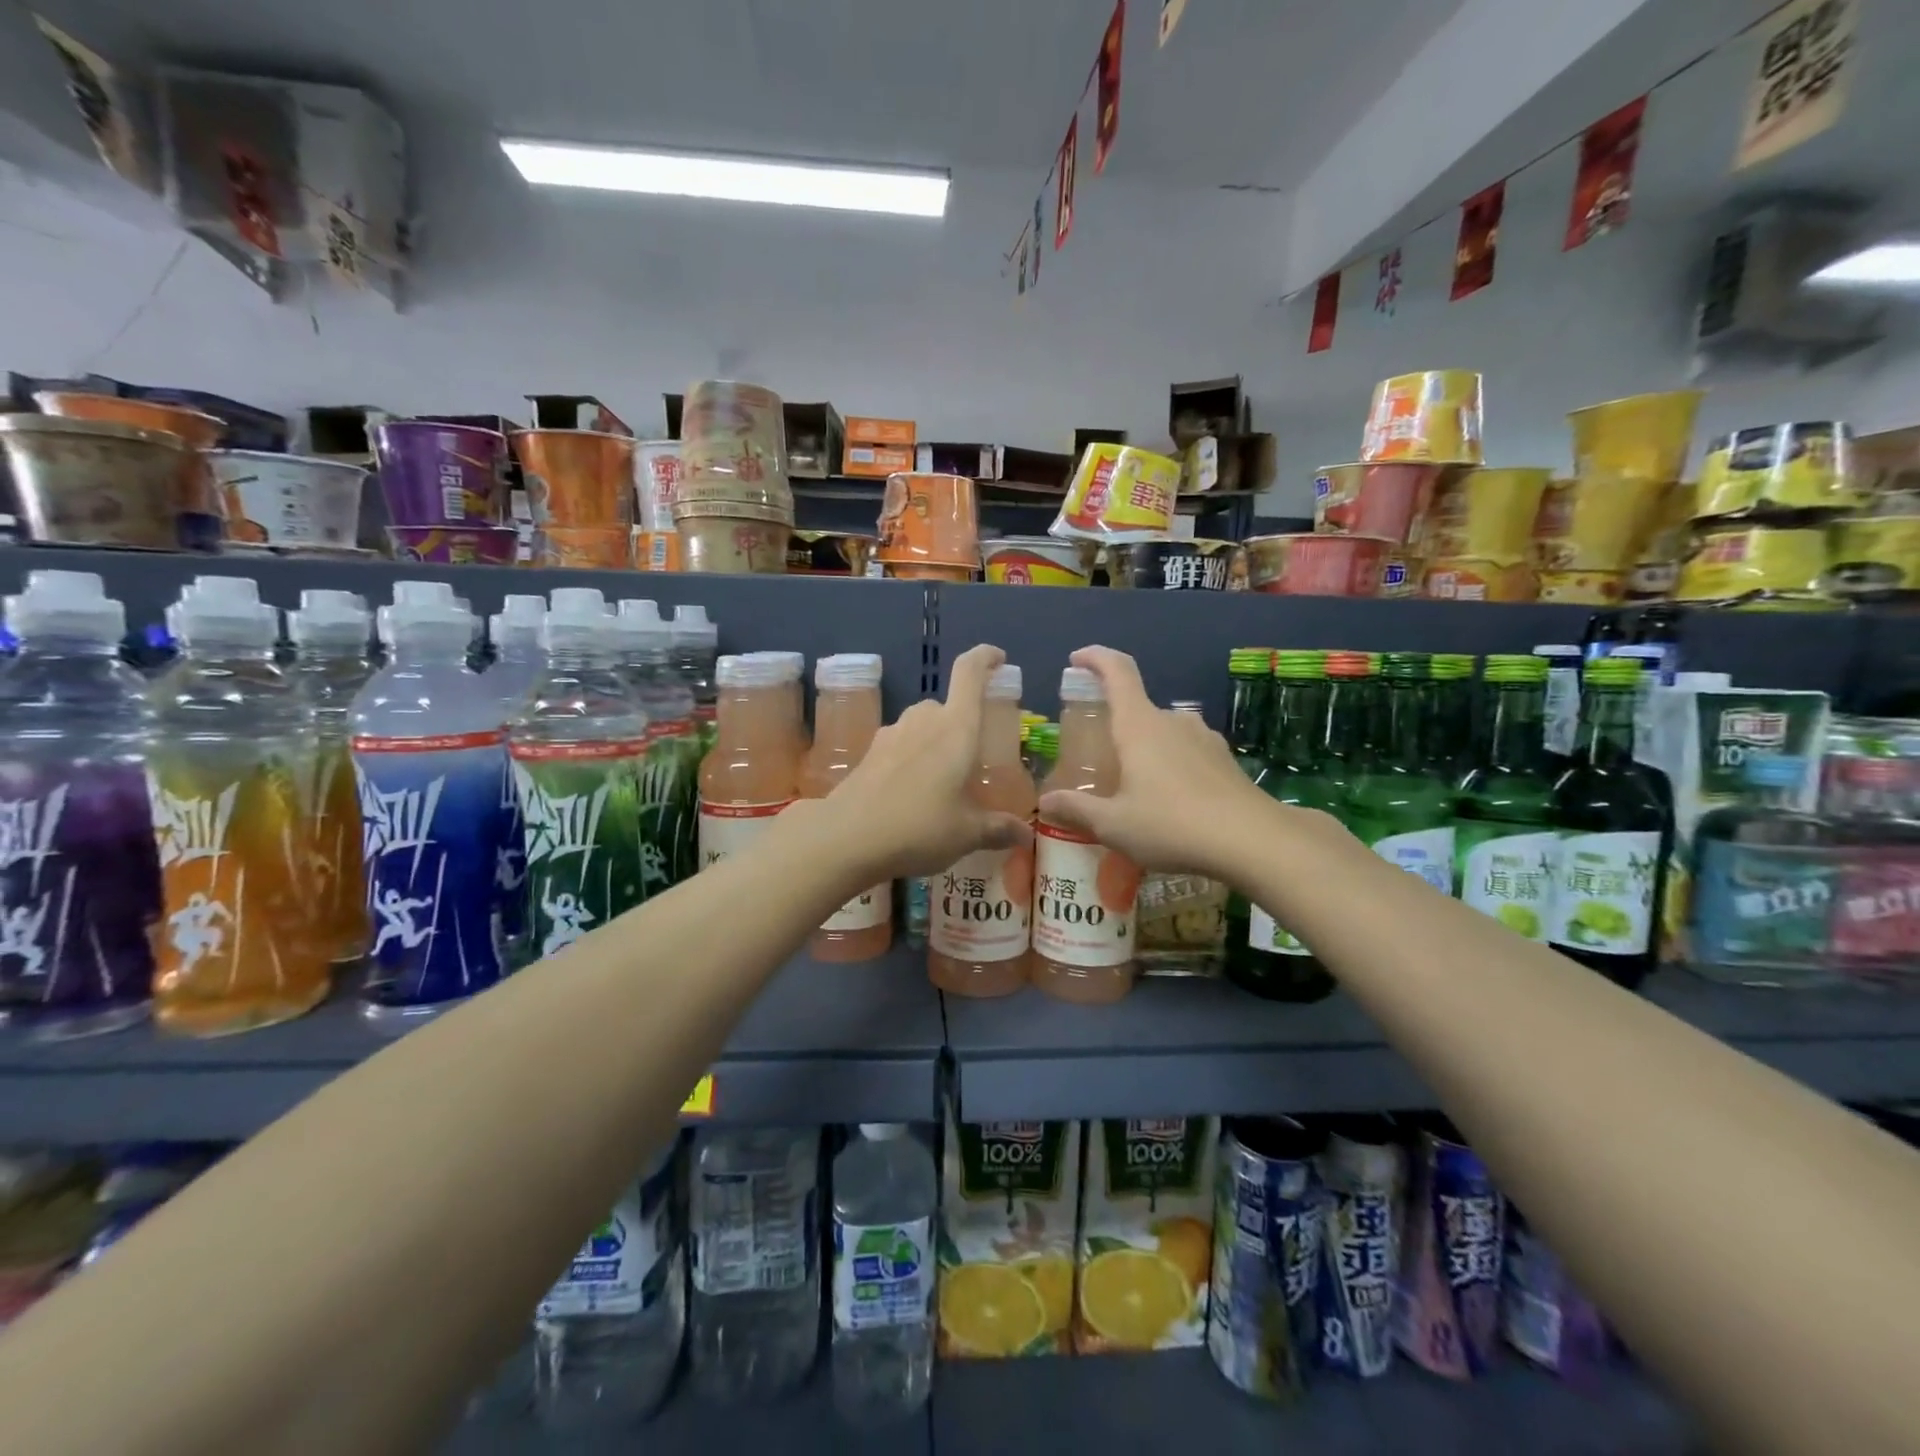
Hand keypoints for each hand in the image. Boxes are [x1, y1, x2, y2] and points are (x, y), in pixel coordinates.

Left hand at [808, 644, 1031, 880]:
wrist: (846, 839)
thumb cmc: (919, 827)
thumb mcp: (967, 833)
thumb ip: (998, 829)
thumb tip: (1025, 834)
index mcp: (956, 728)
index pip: (969, 672)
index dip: (985, 657)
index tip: (998, 659)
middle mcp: (923, 721)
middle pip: (947, 705)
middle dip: (961, 724)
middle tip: (972, 757)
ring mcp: (891, 735)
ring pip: (921, 726)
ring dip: (935, 743)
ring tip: (943, 780)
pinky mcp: (868, 754)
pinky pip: (900, 745)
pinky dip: (912, 759)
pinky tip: (912, 793)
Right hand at [1036, 645, 1279, 877]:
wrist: (1254, 841)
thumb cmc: (1172, 825)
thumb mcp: (1114, 825)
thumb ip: (1077, 810)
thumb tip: (1044, 802)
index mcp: (1140, 725)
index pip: (1117, 672)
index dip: (1095, 658)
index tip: (1077, 659)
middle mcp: (1172, 721)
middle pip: (1137, 708)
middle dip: (1115, 726)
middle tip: (1098, 760)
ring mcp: (1203, 738)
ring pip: (1163, 732)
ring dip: (1144, 748)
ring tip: (1133, 785)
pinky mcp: (1224, 759)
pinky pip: (1186, 750)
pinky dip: (1170, 764)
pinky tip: (1169, 800)